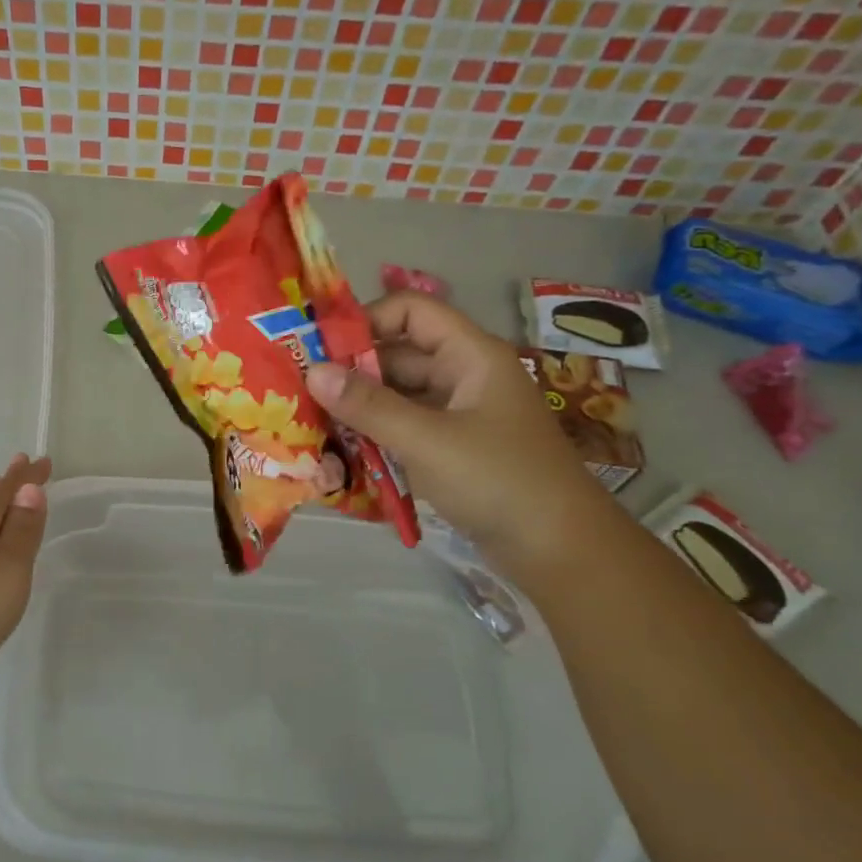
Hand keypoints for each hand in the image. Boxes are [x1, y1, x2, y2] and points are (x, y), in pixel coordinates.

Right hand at [304, 293, 619, 574]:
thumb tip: (312, 372)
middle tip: (301, 390)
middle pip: (398, 354)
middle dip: (351, 370)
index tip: (320, 349)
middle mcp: (464, 376)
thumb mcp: (427, 440)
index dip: (366, 320)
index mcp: (470, 356)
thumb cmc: (498, 480)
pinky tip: (342, 450)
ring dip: (359, 406)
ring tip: (312, 421)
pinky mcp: (452, 448)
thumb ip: (368, 405)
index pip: (411, 311)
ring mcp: (459, 414)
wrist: (560, 550)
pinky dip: (376, 434)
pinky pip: (405, 427)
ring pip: (398, 395)